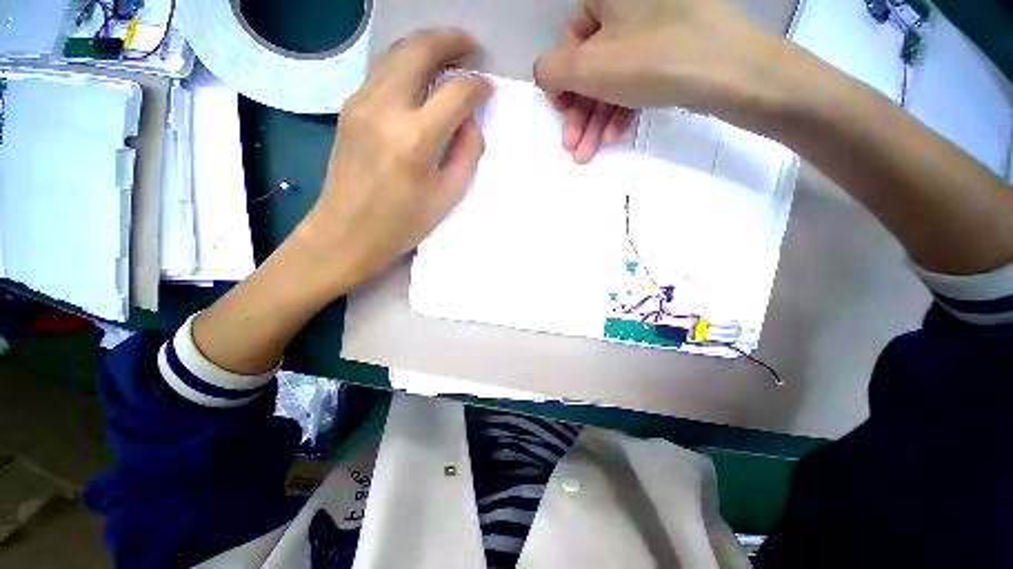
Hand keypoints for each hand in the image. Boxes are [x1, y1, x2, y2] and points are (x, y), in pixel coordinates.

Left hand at [296, 28, 492, 293]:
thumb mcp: (447, 196)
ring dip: (426, 46)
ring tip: (449, 52)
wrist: (345, 231)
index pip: (455, 93)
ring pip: (396, 53)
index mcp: (415, 140)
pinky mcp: (349, 107)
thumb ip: (466, 153)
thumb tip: (470, 121)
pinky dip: (406, 63)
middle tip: (470, 45)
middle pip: (419, 51)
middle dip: (450, 40)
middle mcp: (385, 110)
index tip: (487, 87)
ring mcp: (361, 103)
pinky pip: (382, 71)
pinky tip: (420, 75)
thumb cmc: (402, 223)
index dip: (477, 86)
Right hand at [534, 0, 803, 156]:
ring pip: (614, 78)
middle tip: (573, 147)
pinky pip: (638, 80)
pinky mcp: (674, 51)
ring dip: (597, 120)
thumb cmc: (650, 60)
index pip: (571, 37)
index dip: (563, 79)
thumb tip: (545, 74)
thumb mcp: (587, 67)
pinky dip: (623, 109)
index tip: (562, 112)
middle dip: (580, 113)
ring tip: (587, 154)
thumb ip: (551, 69)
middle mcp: (632, 3)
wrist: (731, 71)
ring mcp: (656, 27)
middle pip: (593, 65)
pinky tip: (614, 137)